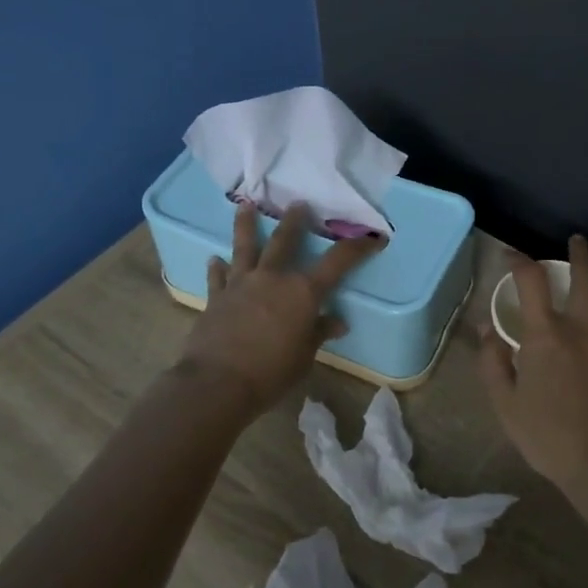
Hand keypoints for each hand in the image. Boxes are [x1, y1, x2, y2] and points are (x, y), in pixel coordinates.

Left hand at [177, 202, 380, 416]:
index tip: (373, 237)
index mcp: (303, 292)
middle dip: (295, 221)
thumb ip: (319, 333)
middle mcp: (272, 278)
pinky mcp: (216, 298)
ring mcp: (241, 284)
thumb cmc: (271, 372)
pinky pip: (217, 277)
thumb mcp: (304, 356)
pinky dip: (217, 268)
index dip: (358, 248)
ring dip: (247, 225)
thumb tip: (337, 322)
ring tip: (245, 206)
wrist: (218, 383)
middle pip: (285, 241)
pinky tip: (214, 259)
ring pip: (245, 247)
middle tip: (299, 204)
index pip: (338, 262)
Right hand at [478, 236, 587, 502]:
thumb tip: (485, 328)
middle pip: (585, 275)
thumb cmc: (549, 437)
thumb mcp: (505, 404)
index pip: (531, 281)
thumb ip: (493, 362)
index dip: (519, 261)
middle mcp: (583, 326)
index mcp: (546, 335)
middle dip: (580, 252)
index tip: (512, 256)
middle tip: (577, 240)